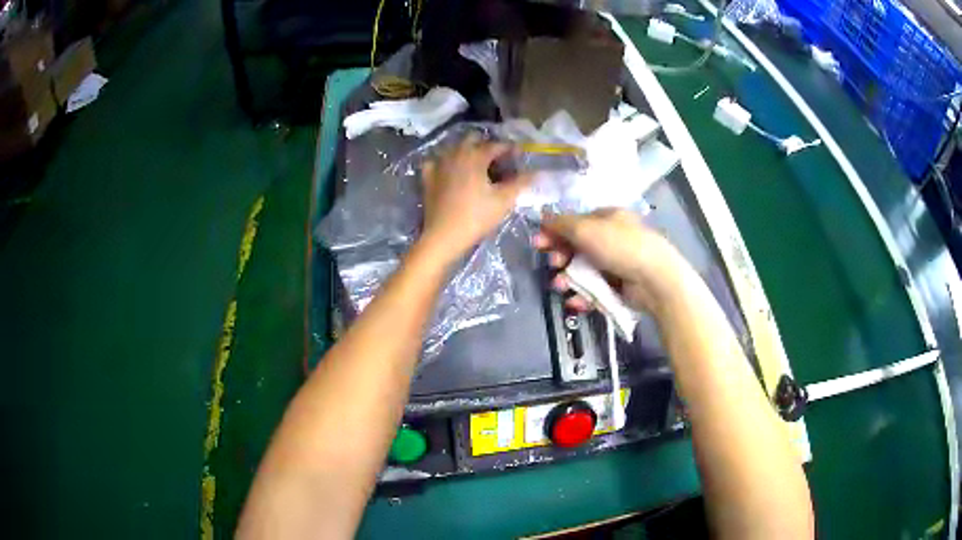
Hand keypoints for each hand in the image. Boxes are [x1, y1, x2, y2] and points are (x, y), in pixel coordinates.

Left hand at [419, 134, 532, 261]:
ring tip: (477, 165)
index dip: (510, 149)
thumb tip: (537, 172)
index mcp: (476, 156)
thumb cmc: (476, 217)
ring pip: (454, 148)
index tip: (519, 156)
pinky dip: (446, 162)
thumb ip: (521, 183)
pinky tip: (451, 171)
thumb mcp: (504, 201)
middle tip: (497, 160)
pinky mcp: (428, 177)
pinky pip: (437, 161)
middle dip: (486, 145)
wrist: (443, 236)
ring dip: (467, 151)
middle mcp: (456, 153)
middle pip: (473, 139)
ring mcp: (439, 164)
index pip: (497, 145)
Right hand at [534, 208, 696, 315]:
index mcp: (607, 218)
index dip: (555, 231)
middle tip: (553, 264)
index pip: (575, 222)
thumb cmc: (620, 246)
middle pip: (577, 247)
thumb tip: (543, 216)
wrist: (654, 279)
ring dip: (568, 278)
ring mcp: (616, 264)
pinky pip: (595, 289)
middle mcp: (611, 238)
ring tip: (560, 286)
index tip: (538, 243)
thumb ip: (561, 223)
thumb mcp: (586, 229)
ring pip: (584, 270)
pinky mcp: (619, 287)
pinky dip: (583, 295)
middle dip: (560, 256)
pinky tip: (574, 302)